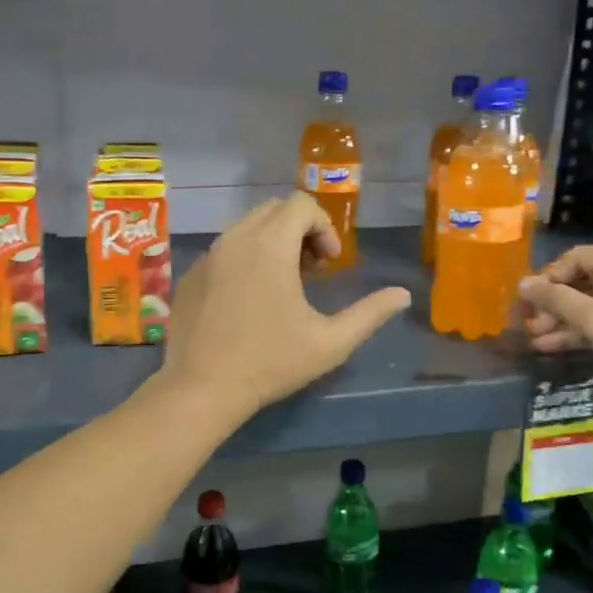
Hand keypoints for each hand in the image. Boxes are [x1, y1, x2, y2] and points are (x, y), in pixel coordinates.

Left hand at [160, 193, 412, 424]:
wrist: (201, 389)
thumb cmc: (270, 363)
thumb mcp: (330, 343)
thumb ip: (370, 314)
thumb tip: (402, 295)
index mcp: (270, 245)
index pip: (301, 204)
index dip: (324, 227)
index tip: (330, 264)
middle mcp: (235, 239)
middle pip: (274, 209)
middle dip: (300, 230)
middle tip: (311, 270)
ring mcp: (208, 256)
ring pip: (246, 227)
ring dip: (272, 242)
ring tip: (282, 284)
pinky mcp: (190, 275)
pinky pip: (223, 250)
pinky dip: (244, 259)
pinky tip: (248, 301)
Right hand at [517, 245, 592, 422]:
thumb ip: (559, 300)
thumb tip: (522, 284)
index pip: (579, 258)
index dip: (549, 277)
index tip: (526, 300)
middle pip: (584, 280)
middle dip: (554, 302)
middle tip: (528, 322)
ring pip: (592, 303)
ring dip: (563, 319)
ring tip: (534, 337)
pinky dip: (580, 331)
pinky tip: (550, 345)